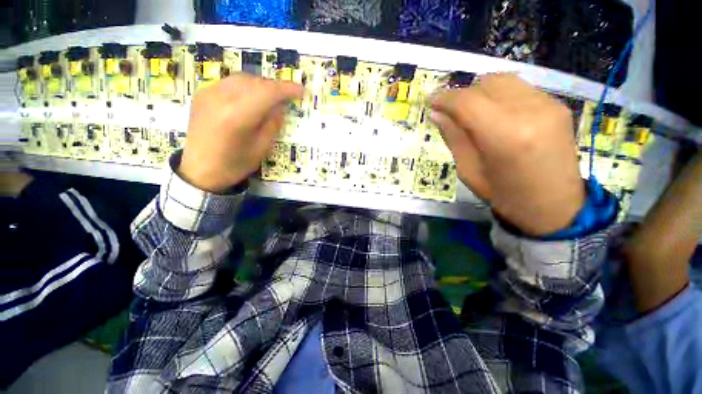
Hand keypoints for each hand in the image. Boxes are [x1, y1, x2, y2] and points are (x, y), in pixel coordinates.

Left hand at [179, 73, 303, 192]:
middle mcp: (221, 98)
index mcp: (238, 116)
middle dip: (274, 87)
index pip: (267, 92)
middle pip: (255, 82)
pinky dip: (245, 87)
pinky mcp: (202, 95)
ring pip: (242, 79)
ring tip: (270, 98)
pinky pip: (229, 83)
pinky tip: (250, 100)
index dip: (287, 89)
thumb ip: (272, 124)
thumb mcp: (261, 148)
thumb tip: (280, 107)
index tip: (301, 90)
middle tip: (286, 98)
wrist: (199, 170)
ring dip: (260, 85)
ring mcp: (208, 94)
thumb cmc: (234, 164)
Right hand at [431, 74, 583, 235]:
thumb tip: (437, 115)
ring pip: (503, 80)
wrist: (555, 206)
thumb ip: (454, 138)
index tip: (429, 101)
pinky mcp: (558, 105)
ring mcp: (548, 104)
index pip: (467, 102)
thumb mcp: (469, 171)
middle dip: (461, 95)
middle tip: (450, 111)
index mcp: (504, 136)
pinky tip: (494, 113)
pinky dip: (499, 95)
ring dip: (480, 92)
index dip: (444, 98)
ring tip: (471, 111)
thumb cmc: (505, 195)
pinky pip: (519, 88)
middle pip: (485, 84)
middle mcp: (530, 111)